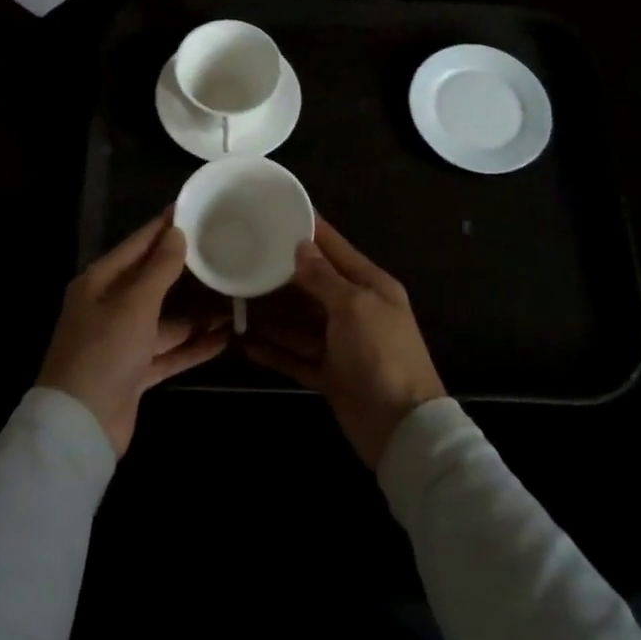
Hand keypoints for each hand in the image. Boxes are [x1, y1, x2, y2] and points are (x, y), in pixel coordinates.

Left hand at [38, 211, 228, 454]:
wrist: (80, 425)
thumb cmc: (104, 351)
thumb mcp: (134, 304)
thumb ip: (159, 269)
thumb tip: (176, 233)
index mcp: (98, 284)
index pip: (136, 246)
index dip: (162, 229)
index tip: (190, 209)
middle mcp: (108, 308)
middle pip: (152, 283)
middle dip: (185, 272)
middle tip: (220, 252)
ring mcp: (122, 343)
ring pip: (165, 321)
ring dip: (196, 315)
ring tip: (232, 301)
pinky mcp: (134, 372)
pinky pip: (169, 352)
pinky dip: (192, 346)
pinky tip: (223, 338)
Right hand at [242, 218, 446, 469]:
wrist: (402, 428)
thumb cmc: (381, 355)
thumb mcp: (354, 307)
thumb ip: (324, 277)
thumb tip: (302, 247)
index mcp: (370, 286)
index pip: (335, 248)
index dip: (310, 230)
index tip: (279, 212)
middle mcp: (356, 310)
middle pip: (313, 285)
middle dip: (282, 275)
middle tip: (245, 259)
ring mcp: (342, 344)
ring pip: (301, 323)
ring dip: (273, 316)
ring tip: (238, 303)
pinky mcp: (331, 374)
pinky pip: (297, 357)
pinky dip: (276, 352)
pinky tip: (248, 345)